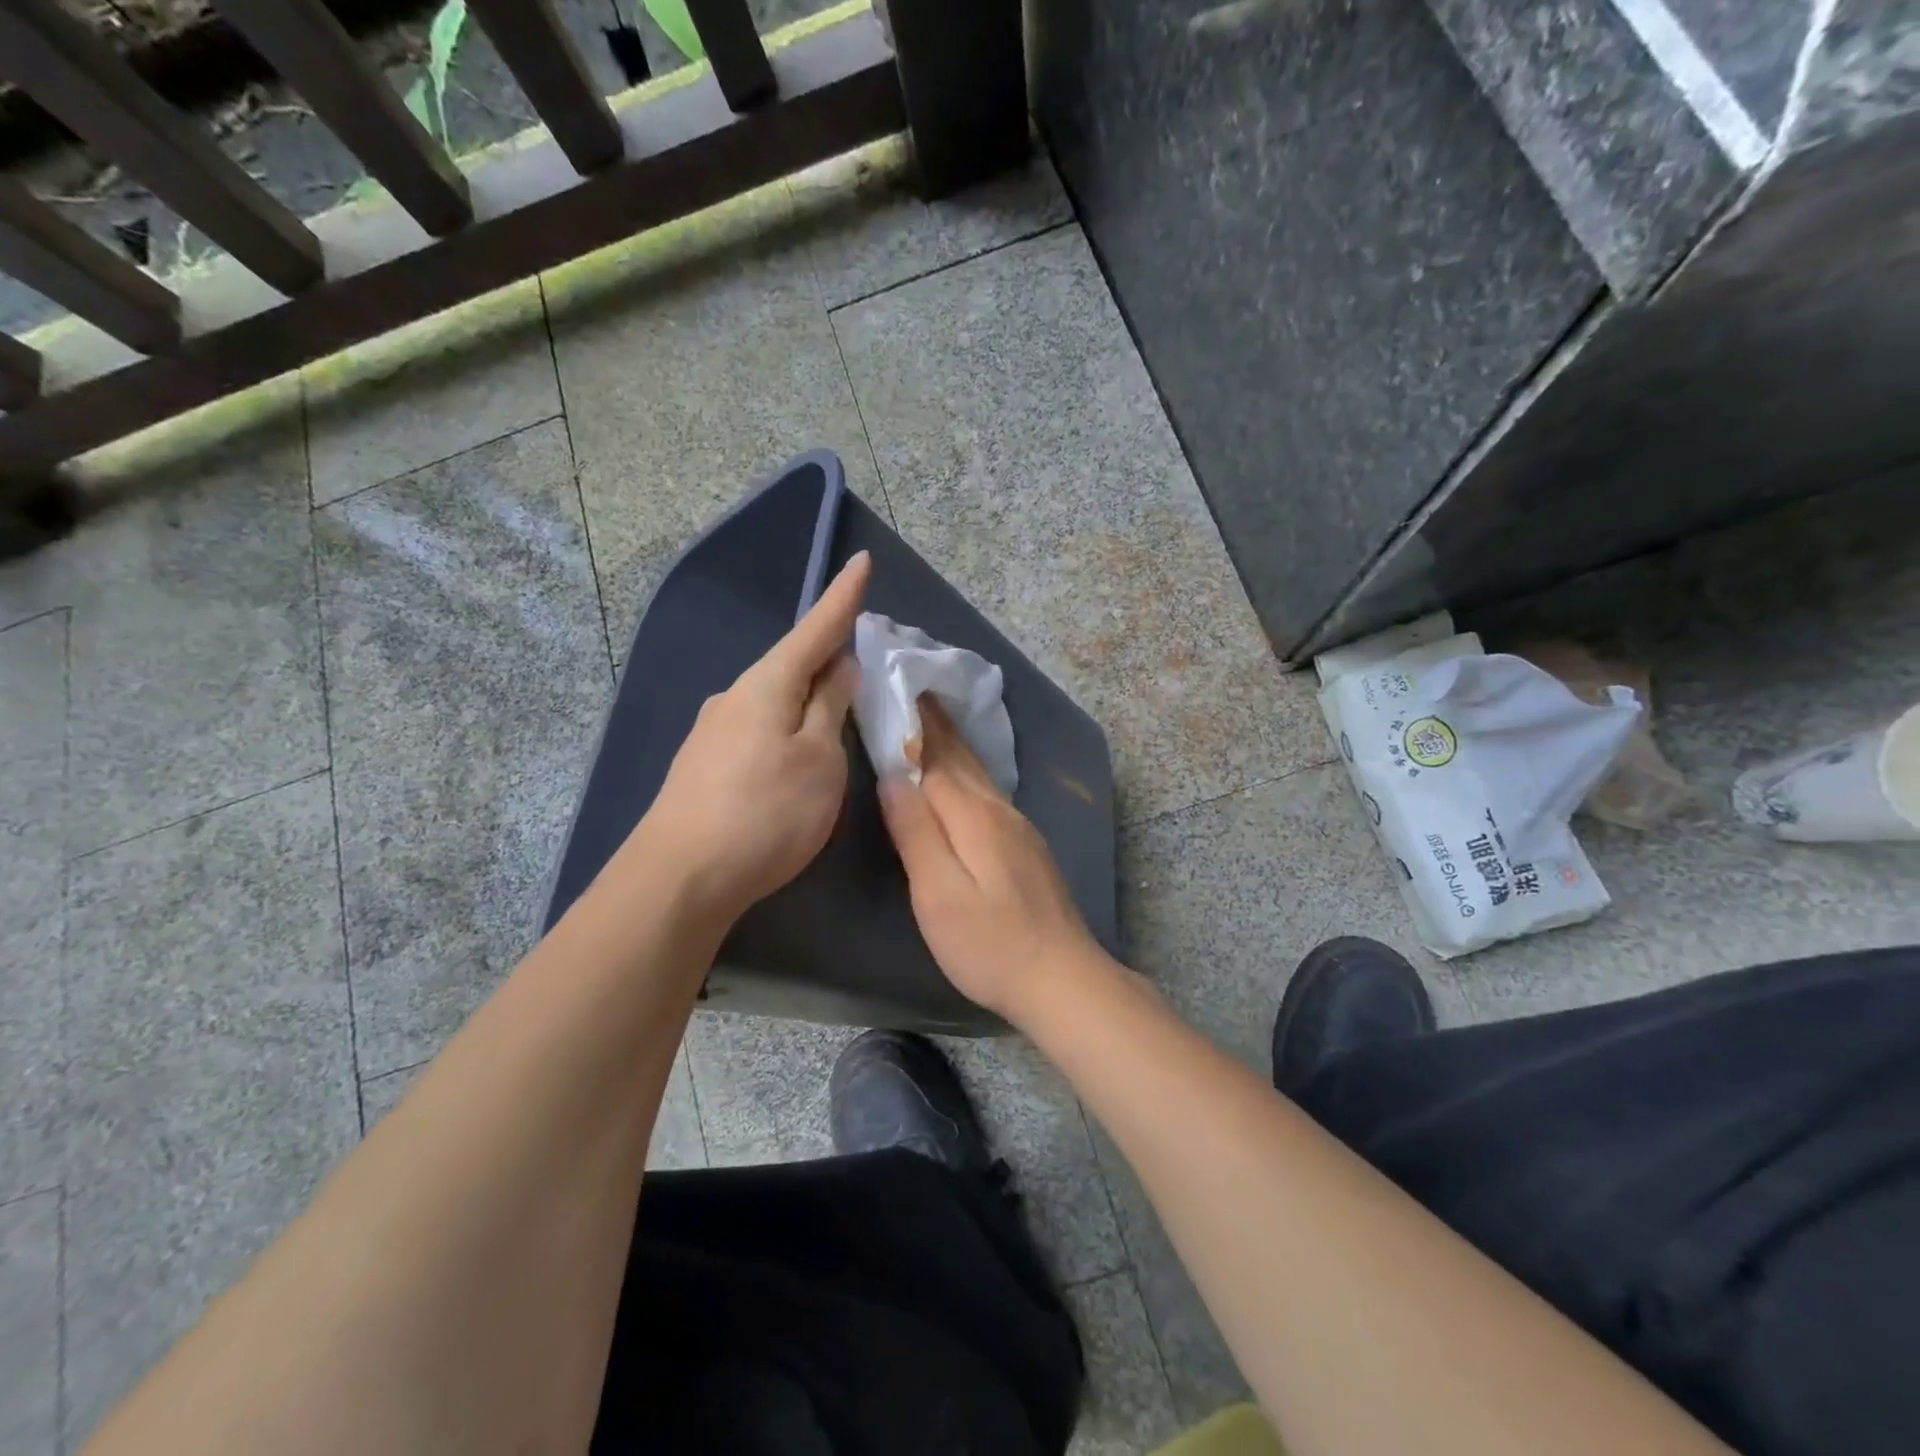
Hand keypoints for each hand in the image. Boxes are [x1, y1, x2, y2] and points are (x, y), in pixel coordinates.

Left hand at [638, 551, 870, 923]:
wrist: (680, 878)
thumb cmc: (766, 812)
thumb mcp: (819, 759)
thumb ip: (830, 708)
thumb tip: (838, 667)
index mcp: (767, 684)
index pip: (816, 629)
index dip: (843, 597)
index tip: (863, 560)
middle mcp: (734, 697)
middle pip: (792, 666)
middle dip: (827, 659)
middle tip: (863, 665)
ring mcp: (713, 732)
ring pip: (774, 702)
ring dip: (807, 702)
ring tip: (835, 723)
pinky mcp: (704, 766)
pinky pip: (758, 731)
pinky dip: (786, 731)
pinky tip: (794, 761)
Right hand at [878, 702, 1109, 1023]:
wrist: (1062, 979)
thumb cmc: (990, 944)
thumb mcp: (939, 893)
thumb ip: (916, 832)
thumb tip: (894, 775)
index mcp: (974, 815)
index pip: (935, 757)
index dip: (914, 724)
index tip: (895, 687)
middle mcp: (999, 810)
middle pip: (962, 758)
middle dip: (936, 723)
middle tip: (913, 689)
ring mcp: (1019, 828)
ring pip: (979, 774)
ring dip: (954, 744)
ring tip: (932, 721)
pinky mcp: (1026, 847)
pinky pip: (989, 793)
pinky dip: (969, 771)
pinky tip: (964, 776)